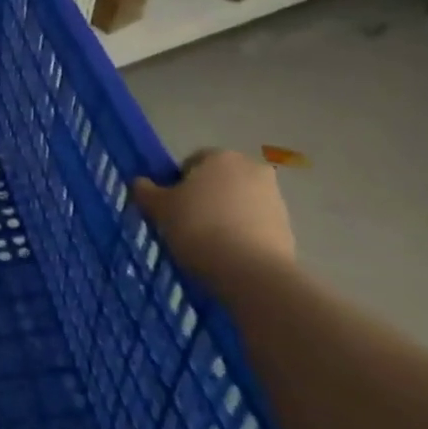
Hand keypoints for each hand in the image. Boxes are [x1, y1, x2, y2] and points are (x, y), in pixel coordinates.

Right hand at [133, 149, 295, 276]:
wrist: (250, 271)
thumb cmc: (198, 227)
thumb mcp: (160, 209)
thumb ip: (147, 191)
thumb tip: (140, 182)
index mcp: (220, 157)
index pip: (192, 162)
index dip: (176, 184)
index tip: (169, 208)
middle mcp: (252, 169)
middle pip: (218, 181)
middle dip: (204, 198)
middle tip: (185, 224)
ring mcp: (274, 198)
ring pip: (238, 203)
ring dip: (224, 216)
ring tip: (207, 244)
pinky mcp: (287, 226)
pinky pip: (254, 225)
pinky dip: (241, 234)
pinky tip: (227, 255)